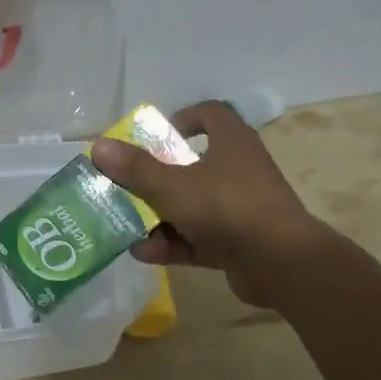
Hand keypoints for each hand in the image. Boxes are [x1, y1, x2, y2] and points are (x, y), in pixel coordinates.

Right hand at [91, 101, 334, 307]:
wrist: (281, 265)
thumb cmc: (227, 209)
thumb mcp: (173, 186)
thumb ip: (136, 169)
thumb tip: (98, 147)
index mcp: (232, 143)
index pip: (212, 114)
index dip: (185, 118)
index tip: (158, 135)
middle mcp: (239, 170)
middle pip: (194, 164)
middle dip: (158, 177)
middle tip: (129, 184)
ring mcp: (241, 208)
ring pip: (193, 205)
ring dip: (160, 216)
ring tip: (127, 225)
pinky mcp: (239, 242)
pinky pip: (199, 238)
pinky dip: (173, 243)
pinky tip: (142, 253)